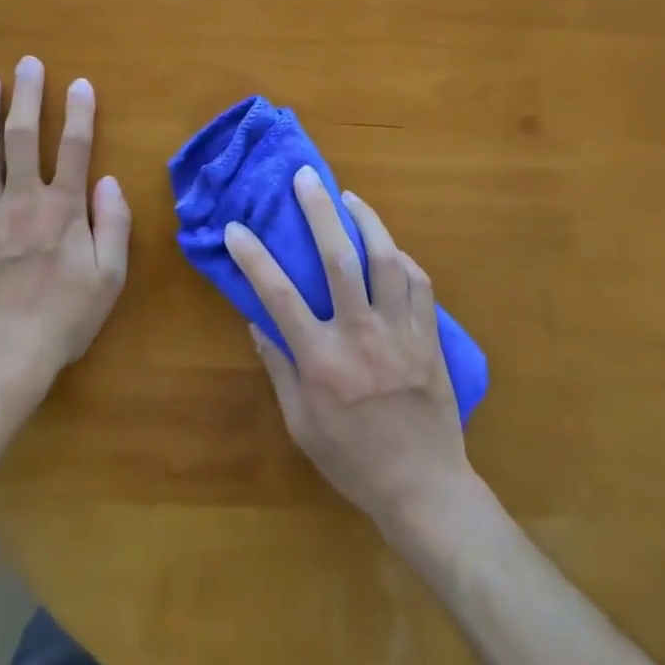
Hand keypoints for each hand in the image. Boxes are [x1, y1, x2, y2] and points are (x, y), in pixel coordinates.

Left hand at [0, 56, 129, 396]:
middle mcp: (23, 198)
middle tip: (27, 63)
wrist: (5, 353)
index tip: (79, 83)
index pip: (74, 147)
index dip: (79, 112)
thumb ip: (113, 223)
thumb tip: (109, 181)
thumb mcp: (109, 275)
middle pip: (23, 135)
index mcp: (63, 207)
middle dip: (27, 96)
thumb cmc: (65, 316)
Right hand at [226, 167, 473, 532]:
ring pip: (386, 260)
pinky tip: (389, 247)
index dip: (253, 257)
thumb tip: (258, 321)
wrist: (423, 488)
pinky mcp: (428, 337)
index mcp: (321, 360)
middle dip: (319, 211)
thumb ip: (279, 368)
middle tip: (306, 177)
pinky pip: (419, 283)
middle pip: (338, 258)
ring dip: (366, 221)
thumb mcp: (301, 423)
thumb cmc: (352, 460)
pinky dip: (402, 258)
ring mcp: (399, 332)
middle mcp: (359, 335)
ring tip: (350, 198)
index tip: (236, 227)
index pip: (278, 295)